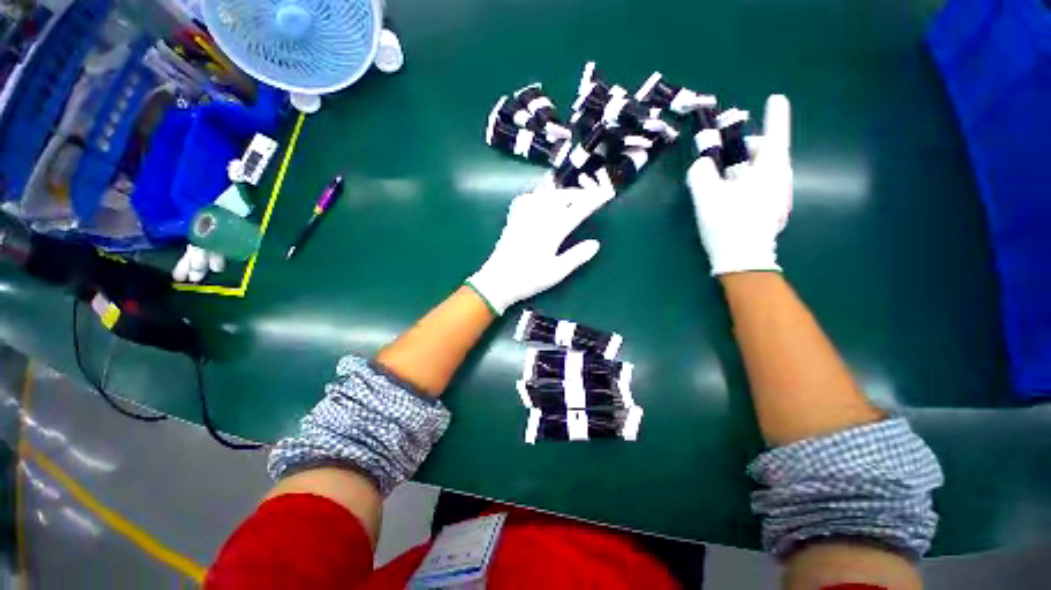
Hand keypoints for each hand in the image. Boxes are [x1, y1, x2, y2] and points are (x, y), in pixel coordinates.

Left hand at [467, 174, 614, 314]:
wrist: (497, 280)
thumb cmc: (528, 279)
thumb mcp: (556, 272)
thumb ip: (576, 257)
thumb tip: (595, 244)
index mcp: (552, 231)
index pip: (578, 209)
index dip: (594, 200)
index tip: (607, 193)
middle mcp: (539, 217)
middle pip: (562, 196)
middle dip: (579, 193)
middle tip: (591, 195)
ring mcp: (524, 216)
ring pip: (546, 194)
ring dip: (561, 192)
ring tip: (570, 197)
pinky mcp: (513, 219)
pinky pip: (527, 198)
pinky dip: (539, 195)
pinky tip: (541, 199)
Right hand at [686, 94, 792, 275]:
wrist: (743, 261)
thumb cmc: (728, 224)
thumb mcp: (707, 197)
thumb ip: (701, 174)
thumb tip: (702, 163)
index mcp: (769, 171)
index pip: (775, 134)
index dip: (775, 115)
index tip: (775, 98)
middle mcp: (780, 180)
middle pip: (767, 153)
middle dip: (747, 149)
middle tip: (723, 157)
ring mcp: (779, 197)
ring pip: (764, 172)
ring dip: (745, 168)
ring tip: (724, 180)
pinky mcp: (774, 211)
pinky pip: (762, 187)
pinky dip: (748, 183)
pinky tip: (732, 199)